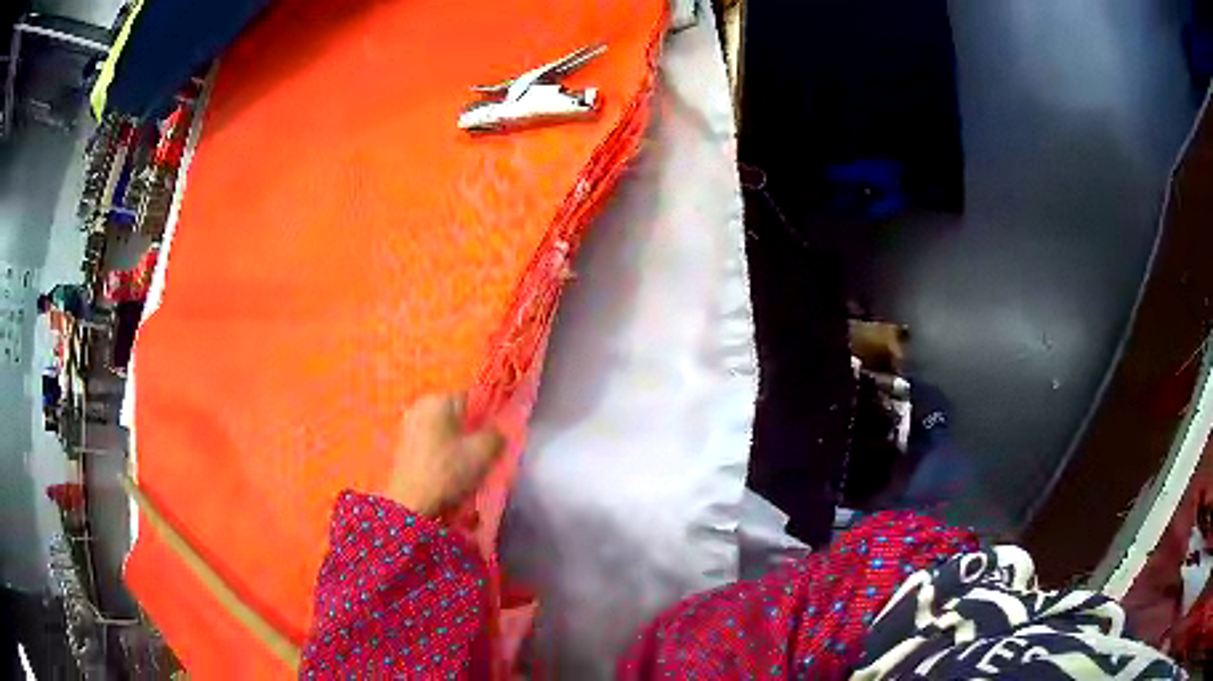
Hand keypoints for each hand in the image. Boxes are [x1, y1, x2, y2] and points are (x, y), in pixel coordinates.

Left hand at [381, 394, 503, 515]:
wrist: (411, 503)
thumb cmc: (448, 472)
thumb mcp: (483, 453)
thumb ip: (497, 434)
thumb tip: (498, 430)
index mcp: (440, 399)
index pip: (473, 397)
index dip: (488, 416)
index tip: (494, 437)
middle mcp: (421, 405)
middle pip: (457, 413)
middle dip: (471, 429)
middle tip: (482, 453)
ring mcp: (409, 424)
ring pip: (444, 428)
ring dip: (456, 442)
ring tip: (466, 464)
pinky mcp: (403, 444)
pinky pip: (431, 440)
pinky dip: (442, 451)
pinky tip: (448, 469)